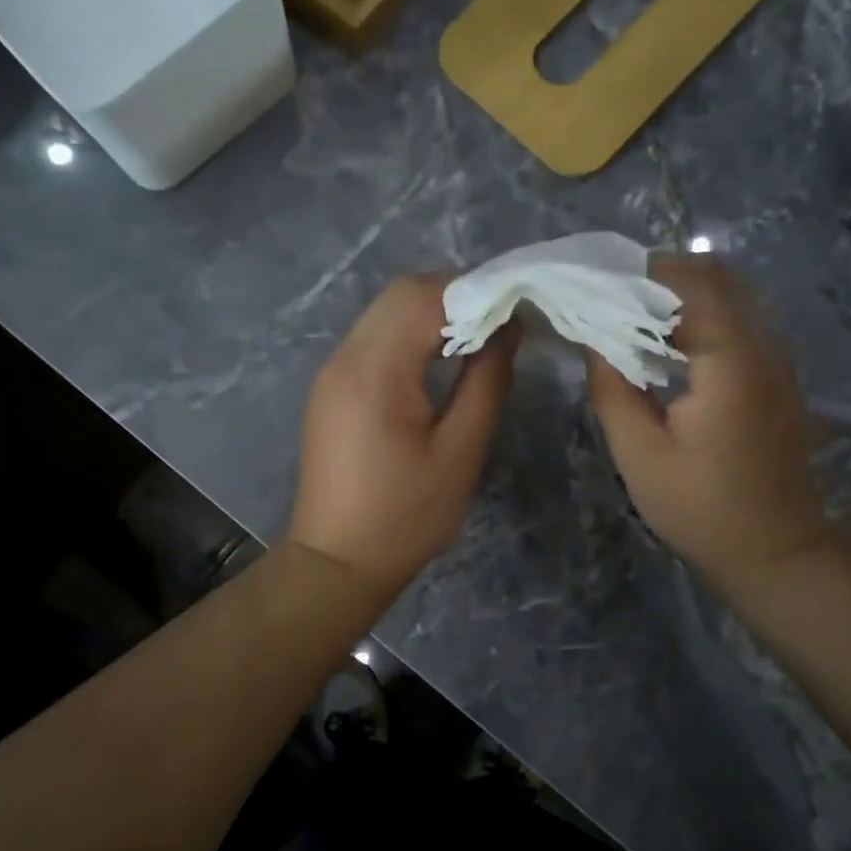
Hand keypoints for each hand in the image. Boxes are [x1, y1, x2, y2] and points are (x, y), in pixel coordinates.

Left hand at [288, 273, 517, 603]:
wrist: (337, 561)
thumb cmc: (406, 516)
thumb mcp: (460, 451)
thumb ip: (487, 381)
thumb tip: (508, 327)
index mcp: (375, 371)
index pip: (425, 296)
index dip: (476, 289)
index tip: (518, 306)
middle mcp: (345, 357)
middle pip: (401, 293)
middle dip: (455, 294)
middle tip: (501, 320)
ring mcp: (332, 371)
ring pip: (385, 311)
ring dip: (432, 312)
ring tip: (478, 336)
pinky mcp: (332, 387)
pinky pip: (374, 338)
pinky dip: (410, 333)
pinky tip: (439, 358)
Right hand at [586, 255, 830, 594]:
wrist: (773, 549)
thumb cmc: (700, 508)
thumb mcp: (639, 454)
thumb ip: (612, 388)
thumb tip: (591, 339)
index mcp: (730, 362)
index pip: (691, 284)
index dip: (642, 274)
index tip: (596, 283)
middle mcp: (764, 347)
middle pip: (718, 278)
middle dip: (661, 276)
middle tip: (610, 296)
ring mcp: (777, 360)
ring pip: (732, 296)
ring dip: (681, 295)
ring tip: (630, 316)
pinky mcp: (777, 377)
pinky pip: (740, 322)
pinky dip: (701, 317)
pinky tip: (666, 346)